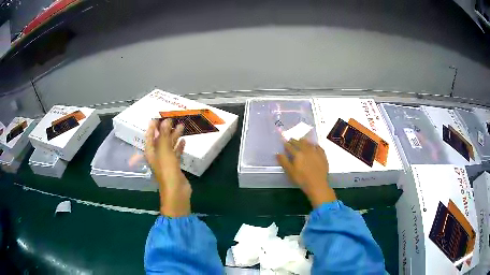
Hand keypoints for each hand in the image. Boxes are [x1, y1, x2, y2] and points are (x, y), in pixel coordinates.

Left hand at [145, 119, 191, 216]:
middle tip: (172, 119)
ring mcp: (166, 161)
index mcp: (151, 152)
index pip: (149, 136)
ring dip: (174, 136)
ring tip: (182, 126)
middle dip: (165, 129)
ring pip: (169, 146)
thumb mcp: (164, 150)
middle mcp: (157, 155)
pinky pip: (176, 153)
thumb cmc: (167, 170)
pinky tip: (184, 141)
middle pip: (160, 140)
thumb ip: (164, 135)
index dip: (152, 127)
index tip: (156, 118)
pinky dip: (179, 147)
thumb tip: (165, 121)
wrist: (176, 191)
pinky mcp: (174, 166)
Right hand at [277, 139, 335, 206]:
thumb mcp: (290, 172)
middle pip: (299, 143)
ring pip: (309, 143)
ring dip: (304, 141)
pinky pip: (318, 147)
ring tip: (301, 141)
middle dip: (294, 141)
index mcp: (298, 154)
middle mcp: (307, 150)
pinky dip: (314, 145)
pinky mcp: (322, 155)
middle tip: (291, 140)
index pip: (290, 146)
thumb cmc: (302, 179)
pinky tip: (313, 146)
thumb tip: (278, 153)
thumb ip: (284, 161)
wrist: (317, 184)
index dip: (286, 144)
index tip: (284, 143)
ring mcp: (316, 152)